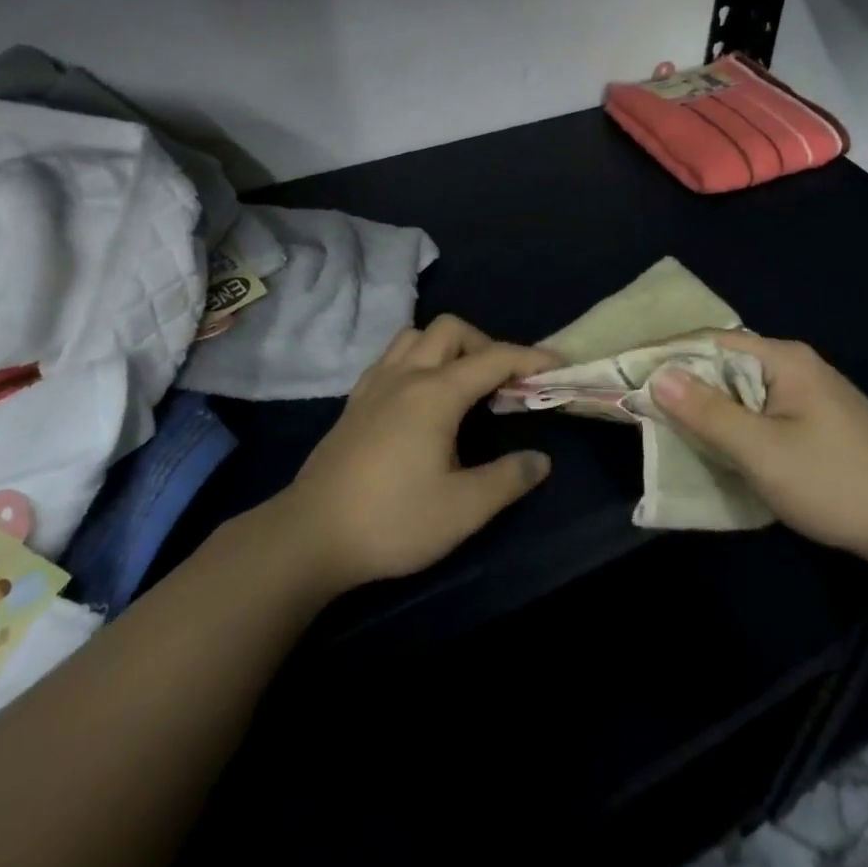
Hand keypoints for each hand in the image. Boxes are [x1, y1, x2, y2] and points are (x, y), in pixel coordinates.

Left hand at [273, 315, 559, 591]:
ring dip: (447, 346)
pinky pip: (391, 357)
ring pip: (415, 336)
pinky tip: (420, 395)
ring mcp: (375, 385)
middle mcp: (405, 375)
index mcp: (435, 393)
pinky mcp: (354, 401)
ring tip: (462, 383)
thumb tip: (541, 460)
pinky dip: (416, 359)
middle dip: (485, 344)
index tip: (558, 365)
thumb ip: (507, 479)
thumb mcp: (462, 510)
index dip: (530, 358)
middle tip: (502, 383)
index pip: (493, 358)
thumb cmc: (391, 521)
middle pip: (451, 330)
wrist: (310, 536)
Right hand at [650, 331, 867, 566]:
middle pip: (725, 364)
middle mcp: (795, 365)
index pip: (709, 342)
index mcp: (783, 358)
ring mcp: (810, 394)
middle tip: (642, 406)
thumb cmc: (835, 482)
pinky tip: (719, 445)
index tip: (627, 375)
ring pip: (743, 390)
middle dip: (684, 384)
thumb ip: (708, 413)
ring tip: (669, 427)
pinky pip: (762, 410)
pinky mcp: (818, 422)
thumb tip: (657, 376)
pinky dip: (734, 423)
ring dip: (708, 407)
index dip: (666, 356)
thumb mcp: (762, 451)